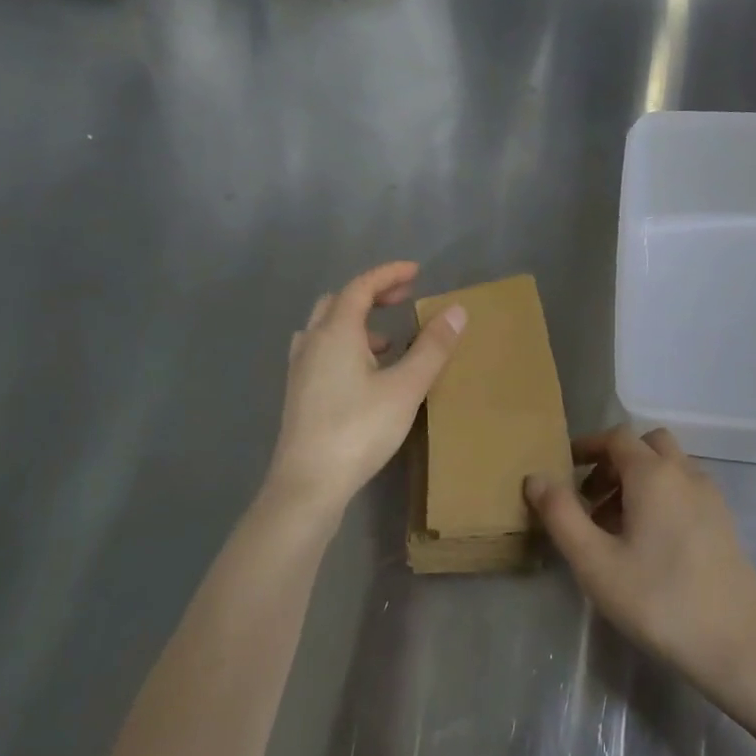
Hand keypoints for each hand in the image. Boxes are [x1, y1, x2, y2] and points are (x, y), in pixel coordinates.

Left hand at [264, 262, 465, 527]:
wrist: (307, 484)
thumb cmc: (359, 429)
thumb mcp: (406, 387)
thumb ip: (433, 347)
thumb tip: (457, 310)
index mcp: (336, 332)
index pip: (361, 286)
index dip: (388, 274)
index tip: (417, 271)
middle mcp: (312, 342)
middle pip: (339, 301)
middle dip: (372, 294)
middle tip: (404, 298)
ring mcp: (300, 369)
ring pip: (326, 327)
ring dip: (357, 321)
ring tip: (390, 340)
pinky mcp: (299, 393)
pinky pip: (322, 350)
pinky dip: (346, 345)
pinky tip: (366, 373)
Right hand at [525, 427, 755, 699]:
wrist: (734, 643)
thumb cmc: (657, 600)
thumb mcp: (595, 562)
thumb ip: (562, 515)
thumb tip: (535, 477)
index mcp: (654, 474)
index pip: (617, 437)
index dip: (589, 446)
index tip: (565, 468)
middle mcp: (686, 473)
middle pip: (647, 445)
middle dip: (615, 461)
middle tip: (591, 498)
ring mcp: (710, 495)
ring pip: (669, 466)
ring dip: (639, 479)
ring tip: (614, 526)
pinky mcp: (724, 520)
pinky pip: (686, 488)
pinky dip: (662, 495)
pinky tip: (650, 542)